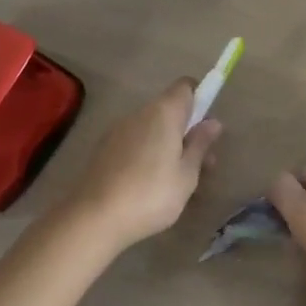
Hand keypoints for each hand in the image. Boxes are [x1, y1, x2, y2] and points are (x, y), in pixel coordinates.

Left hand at [63, 81, 221, 249]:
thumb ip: (200, 145)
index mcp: (164, 112)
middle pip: (169, 109)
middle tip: (201, 164)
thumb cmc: (151, 194)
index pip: (185, 87)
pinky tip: (149, 185)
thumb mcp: (187, 174)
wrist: (93, 218)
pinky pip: (134, 142)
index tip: (207, 127)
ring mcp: (118, 130)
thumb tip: (213, 122)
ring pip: (152, 128)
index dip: (200, 99)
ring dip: (167, 144)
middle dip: (187, 130)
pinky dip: (147, 154)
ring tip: (177, 181)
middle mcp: (140, 113)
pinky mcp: (104, 149)